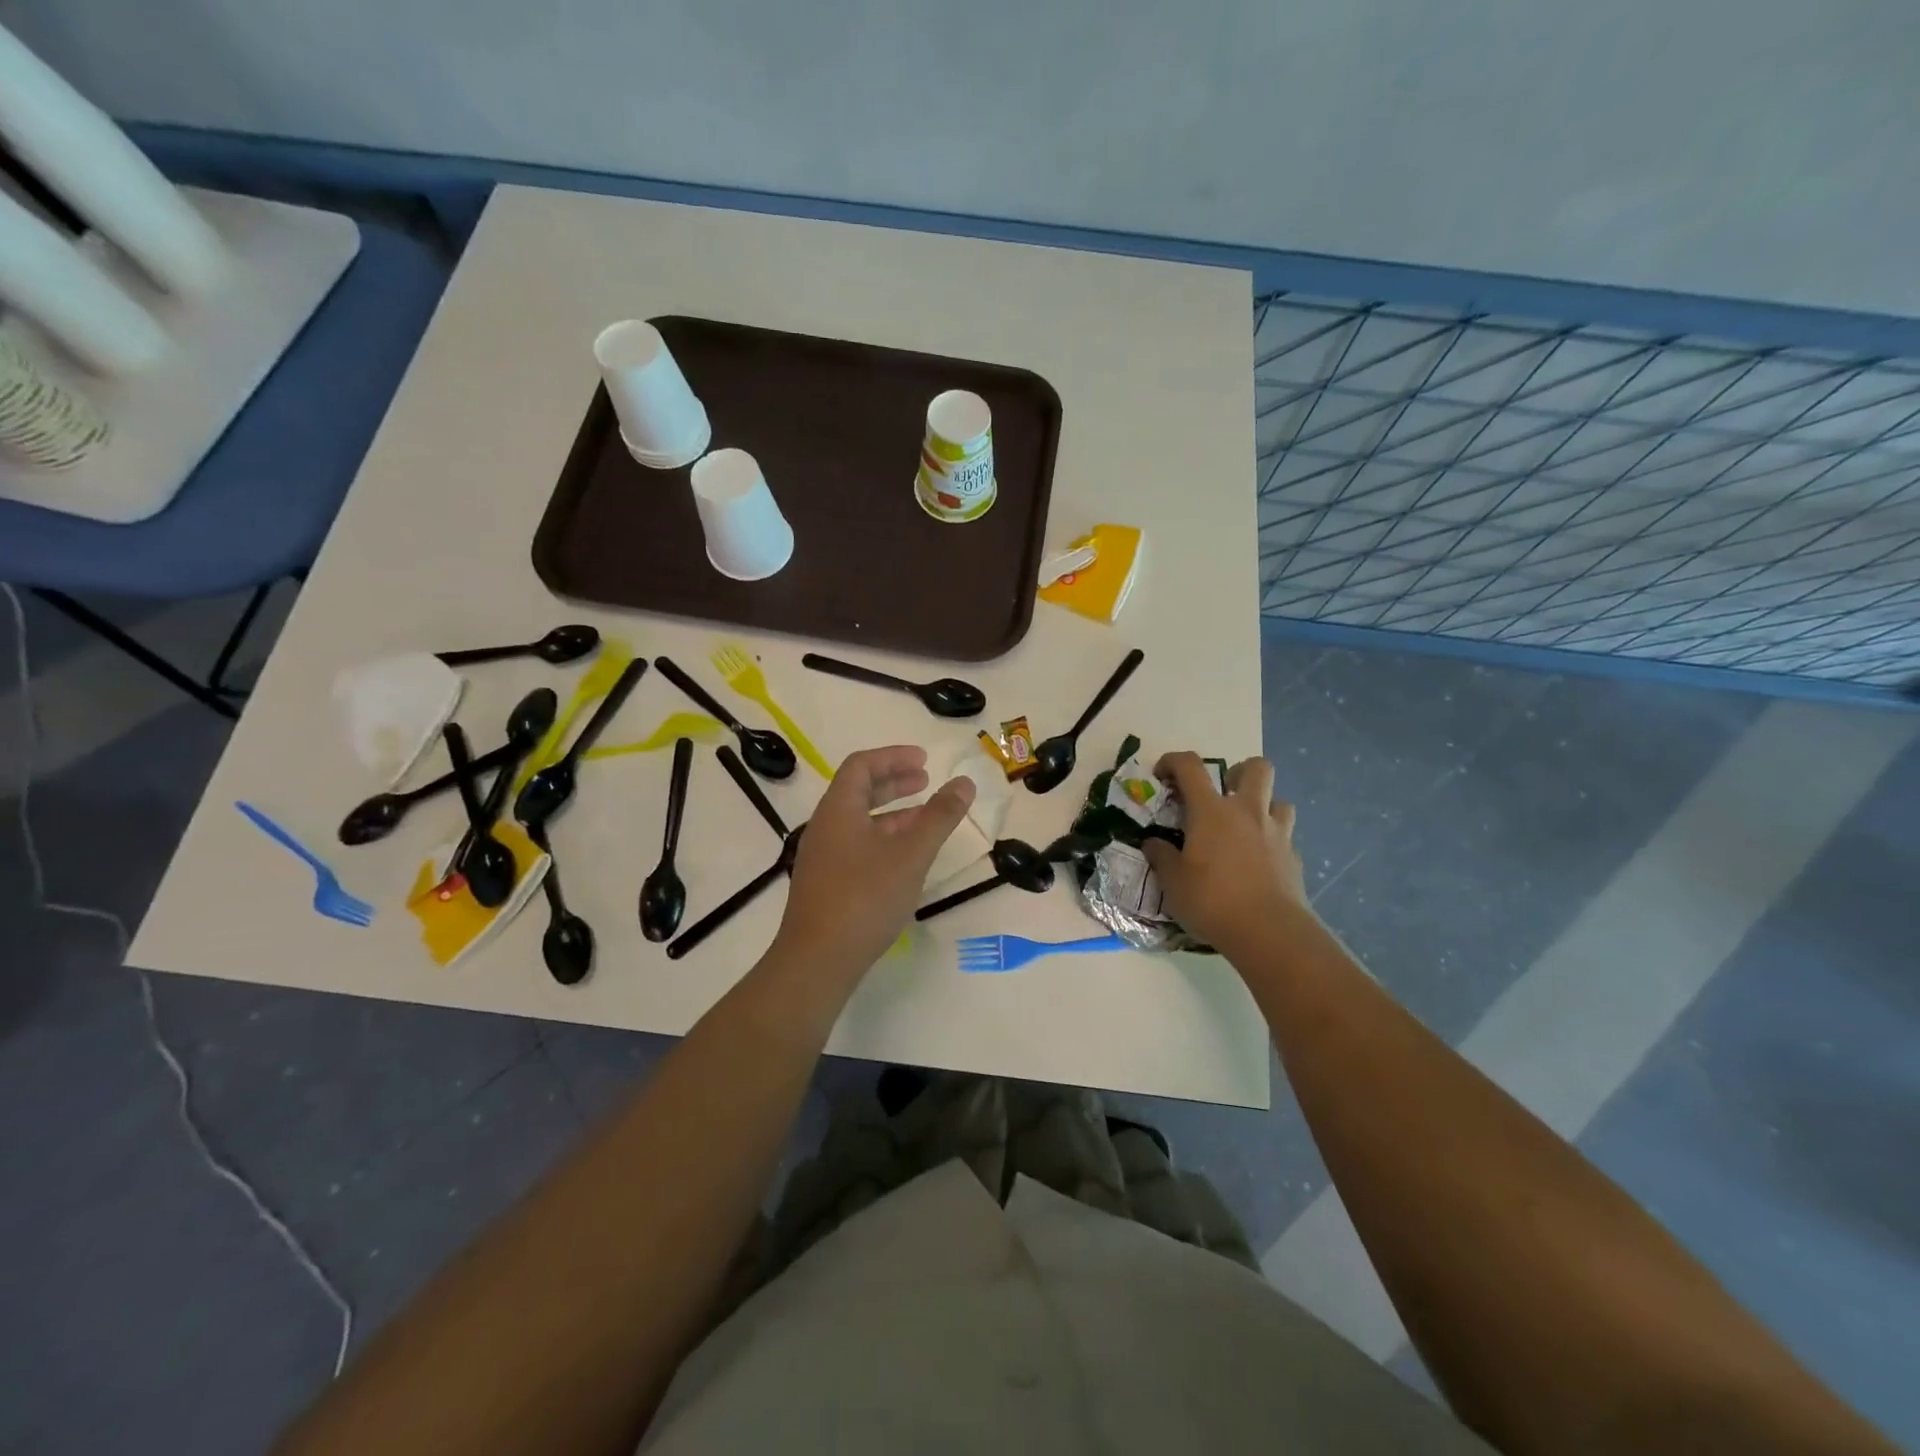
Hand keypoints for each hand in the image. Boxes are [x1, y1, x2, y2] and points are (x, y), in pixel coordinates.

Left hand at [773, 746, 975, 978]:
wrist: (817, 960)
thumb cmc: (865, 898)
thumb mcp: (911, 854)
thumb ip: (939, 816)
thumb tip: (965, 782)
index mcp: (839, 809)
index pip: (862, 765)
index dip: (894, 757)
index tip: (925, 761)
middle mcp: (825, 826)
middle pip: (858, 790)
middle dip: (895, 782)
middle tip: (927, 782)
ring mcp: (823, 856)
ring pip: (859, 820)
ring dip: (892, 813)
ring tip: (926, 819)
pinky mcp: (826, 883)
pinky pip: (857, 844)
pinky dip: (883, 838)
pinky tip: (905, 859)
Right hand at [1142, 752, 1308, 952]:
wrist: (1269, 932)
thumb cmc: (1212, 901)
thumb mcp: (1173, 882)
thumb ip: (1161, 857)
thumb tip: (1153, 843)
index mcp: (1211, 811)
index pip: (1190, 766)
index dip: (1173, 761)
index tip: (1162, 774)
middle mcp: (1247, 812)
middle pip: (1256, 768)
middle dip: (1239, 771)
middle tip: (1223, 793)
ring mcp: (1277, 833)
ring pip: (1279, 800)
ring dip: (1263, 806)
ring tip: (1246, 827)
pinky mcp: (1294, 857)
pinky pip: (1285, 836)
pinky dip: (1272, 841)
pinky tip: (1260, 862)